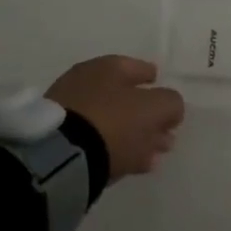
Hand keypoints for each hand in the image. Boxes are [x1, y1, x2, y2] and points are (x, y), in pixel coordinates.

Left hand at [45, 55, 184, 177]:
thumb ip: (170, 103)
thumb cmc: (113, 122)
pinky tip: (132, 164)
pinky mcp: (60, 139)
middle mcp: (86, 82)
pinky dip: (116, 149)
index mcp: (108, 67)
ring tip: (153, 155)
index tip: (168, 100)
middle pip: (125, 97)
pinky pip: (97, 141)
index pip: (139, 68)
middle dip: (147, 116)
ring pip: (112, 121)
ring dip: (134, 136)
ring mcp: (70, 111)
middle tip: (165, 134)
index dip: (155, 82)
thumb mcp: (154, 108)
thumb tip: (171, 108)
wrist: (60, 157)